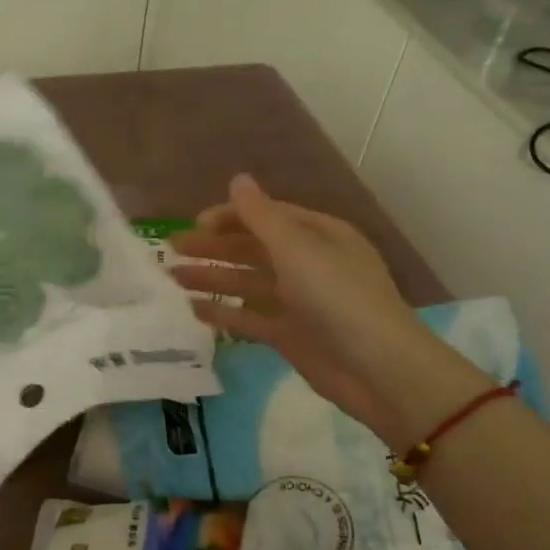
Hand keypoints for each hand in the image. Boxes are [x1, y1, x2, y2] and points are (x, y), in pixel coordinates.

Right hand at [171, 175, 469, 438]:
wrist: (378, 370)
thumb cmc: (338, 297)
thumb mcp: (297, 249)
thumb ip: (261, 216)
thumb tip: (237, 179)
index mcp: (319, 235)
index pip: (269, 216)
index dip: (231, 216)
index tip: (196, 223)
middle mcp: (309, 264)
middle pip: (253, 249)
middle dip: (214, 247)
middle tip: (172, 249)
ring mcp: (299, 302)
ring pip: (247, 283)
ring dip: (212, 277)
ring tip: (172, 277)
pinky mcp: (290, 336)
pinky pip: (250, 318)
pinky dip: (224, 313)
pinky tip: (193, 310)